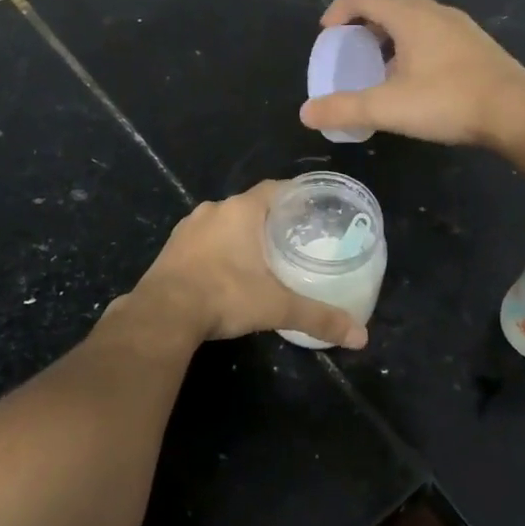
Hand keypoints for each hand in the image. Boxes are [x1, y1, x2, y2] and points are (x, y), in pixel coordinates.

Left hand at [121, 182, 368, 348]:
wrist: (163, 313)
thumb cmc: (225, 295)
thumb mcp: (277, 307)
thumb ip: (318, 317)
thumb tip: (361, 336)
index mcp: (241, 210)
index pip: (275, 189)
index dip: (295, 196)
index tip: (312, 209)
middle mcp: (214, 209)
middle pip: (250, 205)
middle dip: (270, 218)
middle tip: (293, 237)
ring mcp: (189, 226)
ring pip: (224, 221)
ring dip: (241, 233)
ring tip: (262, 254)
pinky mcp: (172, 246)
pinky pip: (203, 238)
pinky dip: (218, 247)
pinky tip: (227, 269)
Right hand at [298, 0, 524, 149]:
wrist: (518, 113)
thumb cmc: (448, 101)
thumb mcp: (388, 108)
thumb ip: (344, 108)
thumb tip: (305, 113)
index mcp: (409, 16)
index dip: (340, 8)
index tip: (327, 32)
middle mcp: (434, 12)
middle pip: (391, 3)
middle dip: (365, 21)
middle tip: (352, 47)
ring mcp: (460, 26)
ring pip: (416, 18)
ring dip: (391, 33)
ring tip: (381, 65)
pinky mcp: (477, 44)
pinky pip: (436, 33)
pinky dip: (415, 44)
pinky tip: (418, 78)